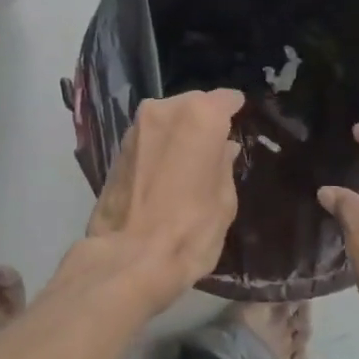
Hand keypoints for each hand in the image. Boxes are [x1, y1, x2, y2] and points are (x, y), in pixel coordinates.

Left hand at [75, 90, 244, 312]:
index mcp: (200, 117)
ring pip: (167, 120)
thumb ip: (224, 166)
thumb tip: (223, 148)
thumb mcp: (224, 201)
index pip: (225, 99)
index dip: (235, 110)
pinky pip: (149, 138)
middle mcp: (164, 110)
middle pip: (193, 105)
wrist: (128, 259)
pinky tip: (167, 172)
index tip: (241, 123)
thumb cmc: (190, 231)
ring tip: (190, 163)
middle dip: (204, 121)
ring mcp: (136, 128)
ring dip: (179, 134)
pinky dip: (160, 148)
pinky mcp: (116, 149)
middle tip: (215, 147)